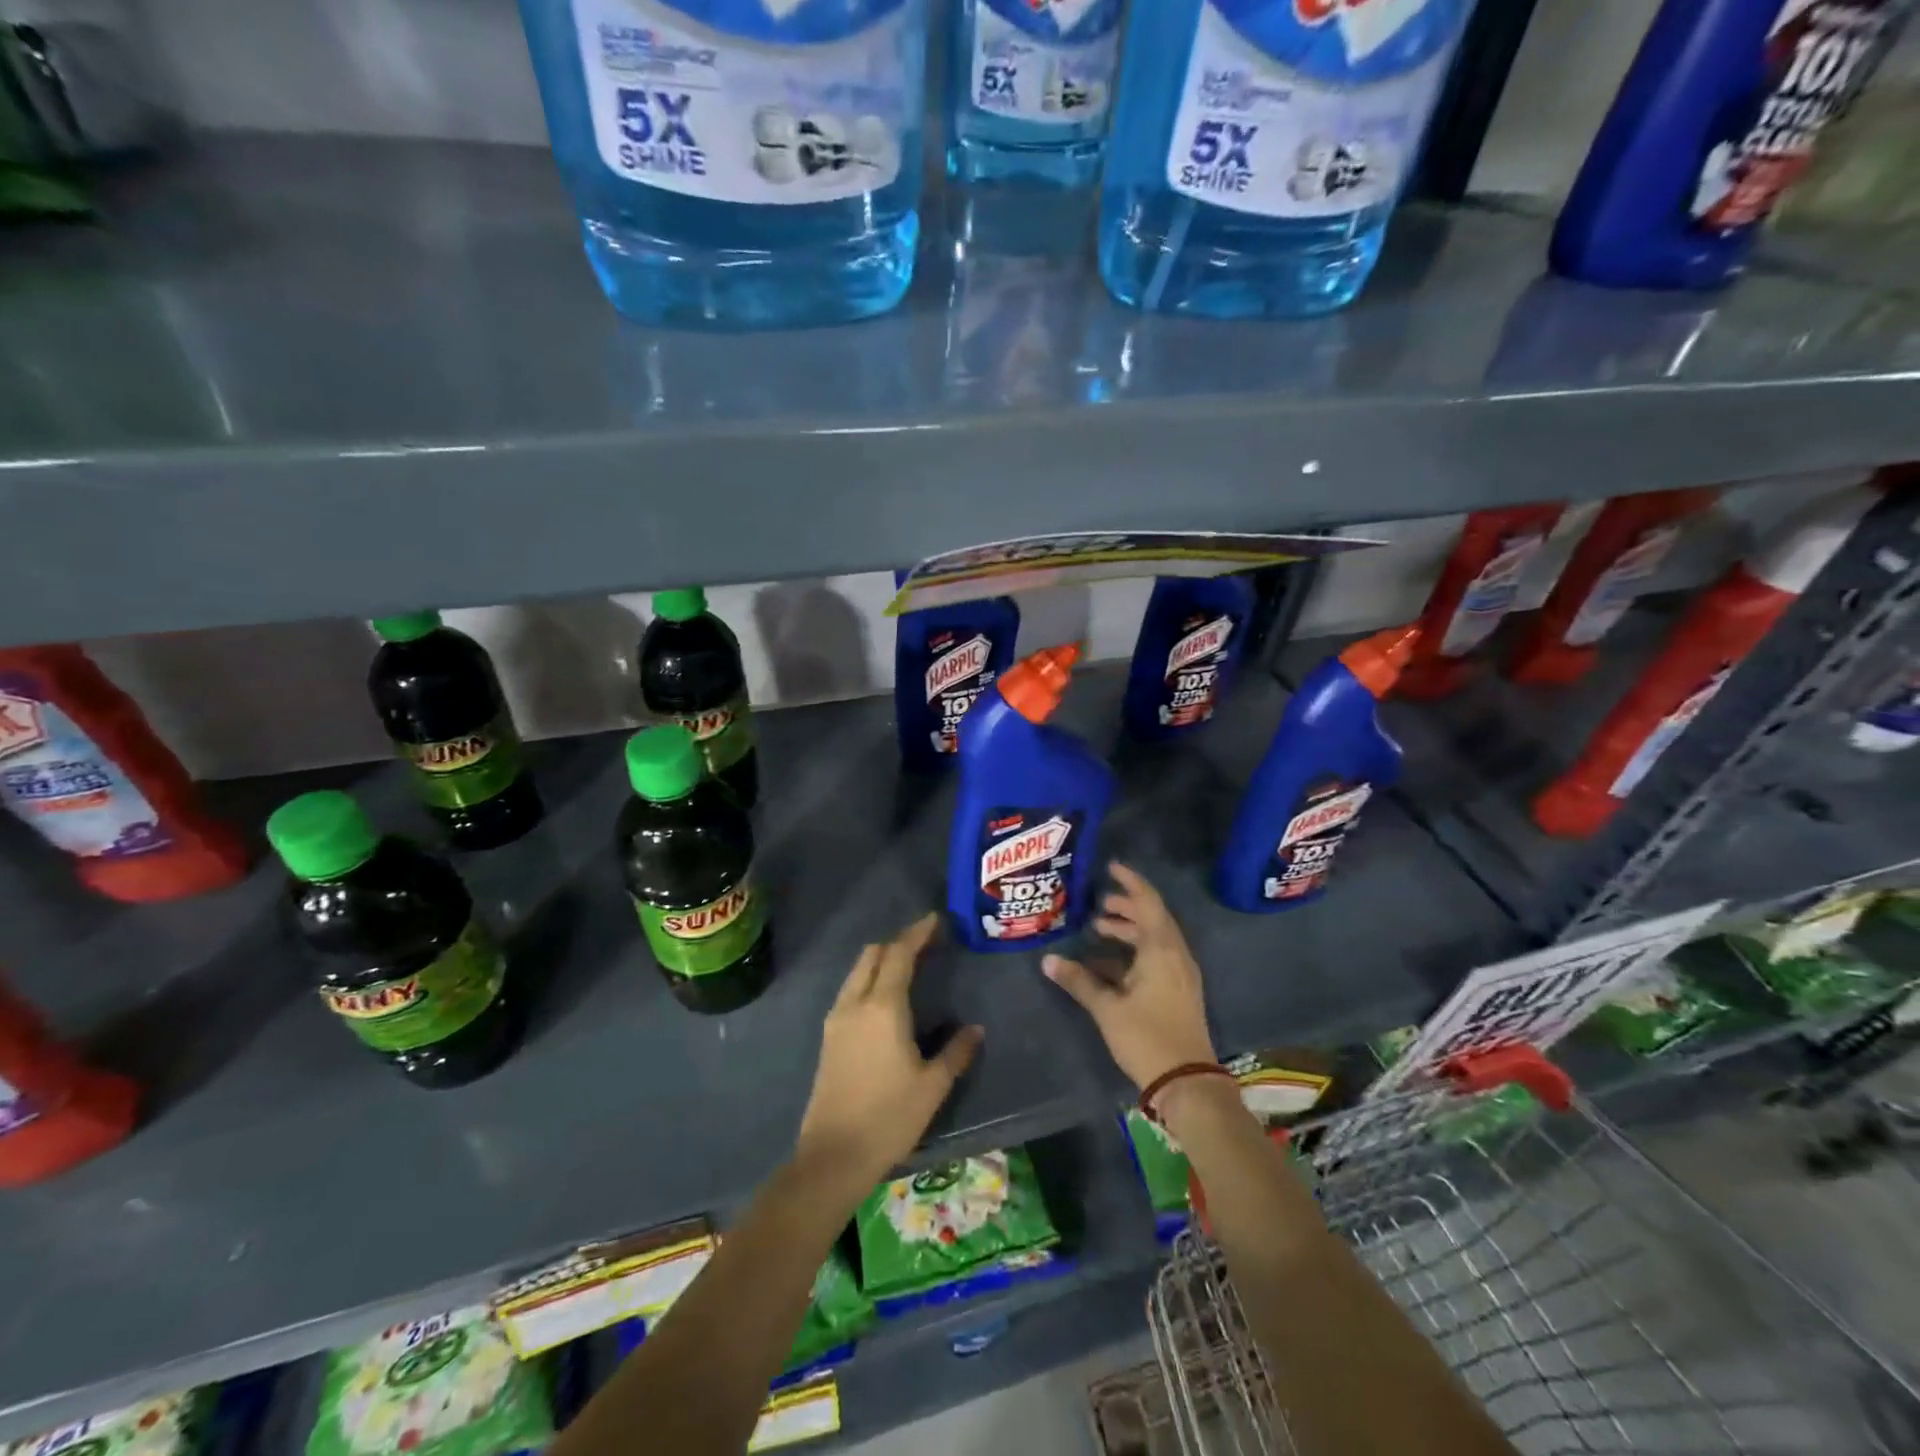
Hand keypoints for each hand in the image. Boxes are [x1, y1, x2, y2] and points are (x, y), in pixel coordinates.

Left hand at [795, 914, 983, 1197]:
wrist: (833, 1156)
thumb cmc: (889, 1118)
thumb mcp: (932, 1086)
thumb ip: (956, 1052)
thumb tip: (975, 1029)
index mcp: (883, 1007)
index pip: (899, 954)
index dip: (917, 933)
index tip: (935, 920)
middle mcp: (855, 1003)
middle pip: (872, 954)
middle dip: (897, 942)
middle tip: (925, 944)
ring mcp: (836, 1019)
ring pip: (857, 971)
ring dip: (881, 960)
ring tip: (908, 967)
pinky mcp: (828, 1037)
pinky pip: (850, 990)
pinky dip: (869, 979)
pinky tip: (885, 999)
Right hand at [1042, 862, 1216, 1090]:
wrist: (1187, 1082)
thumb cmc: (1147, 1037)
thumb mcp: (1107, 1007)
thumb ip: (1079, 981)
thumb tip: (1048, 960)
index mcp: (1161, 949)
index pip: (1147, 902)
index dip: (1130, 882)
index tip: (1111, 867)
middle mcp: (1175, 955)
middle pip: (1152, 918)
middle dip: (1126, 907)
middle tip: (1098, 903)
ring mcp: (1180, 974)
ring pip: (1155, 939)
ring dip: (1129, 930)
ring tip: (1099, 929)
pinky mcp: (1179, 991)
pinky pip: (1157, 957)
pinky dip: (1135, 952)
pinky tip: (1108, 965)